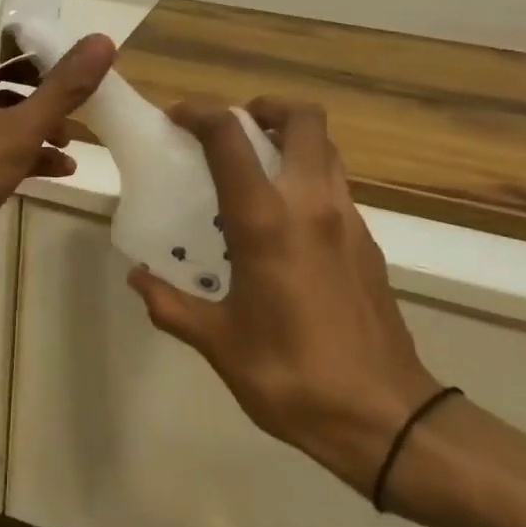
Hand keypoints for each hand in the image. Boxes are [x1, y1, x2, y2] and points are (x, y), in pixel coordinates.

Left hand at [0, 32, 114, 292]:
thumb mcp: (21, 127)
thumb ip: (64, 86)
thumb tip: (103, 40)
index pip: (7, 43)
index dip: (49, 57)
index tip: (85, 75)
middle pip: (5, 78)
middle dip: (46, 97)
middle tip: (84, 109)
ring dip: (37, 128)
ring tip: (71, 145)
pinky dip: (19, 151)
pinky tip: (58, 170)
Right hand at [127, 98, 439, 492]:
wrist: (387, 418)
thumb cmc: (293, 376)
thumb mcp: (220, 343)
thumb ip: (172, 306)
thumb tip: (138, 279)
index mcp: (266, 220)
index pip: (229, 136)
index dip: (200, 112)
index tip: (177, 118)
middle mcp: (311, 203)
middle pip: (303, 118)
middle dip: (265, 108)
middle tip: (234, 131)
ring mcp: (348, 218)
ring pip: (326, 147)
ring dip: (292, 139)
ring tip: (258, 168)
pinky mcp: (368, 241)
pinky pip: (337, 183)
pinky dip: (309, 176)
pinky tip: (287, 222)